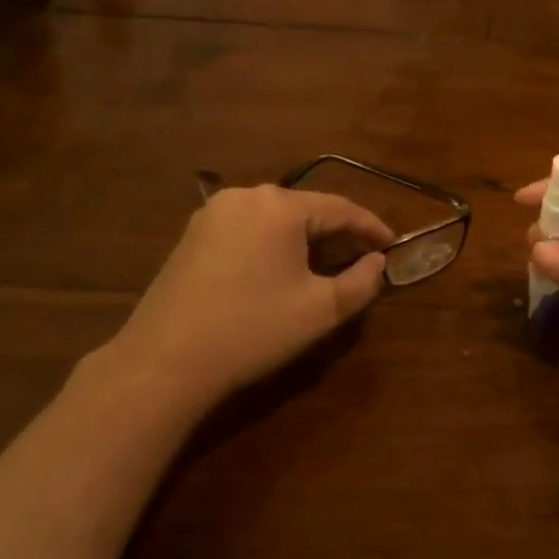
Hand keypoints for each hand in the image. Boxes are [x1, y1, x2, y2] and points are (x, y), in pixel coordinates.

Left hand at [106, 184, 392, 405]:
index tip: (393, 245)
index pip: (341, 208)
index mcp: (280, 206)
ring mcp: (212, 215)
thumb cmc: (254, 329)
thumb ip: (361, 282)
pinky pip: (248, 231)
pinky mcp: (192, 237)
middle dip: (338, 234)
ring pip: (275, 220)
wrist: (165, 361)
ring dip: (306, 240)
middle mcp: (245, 197)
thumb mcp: (322, 310)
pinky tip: (282, 271)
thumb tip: (377, 263)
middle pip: (306, 210)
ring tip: (327, 266)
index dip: (371, 227)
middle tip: (364, 259)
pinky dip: (274, 246)